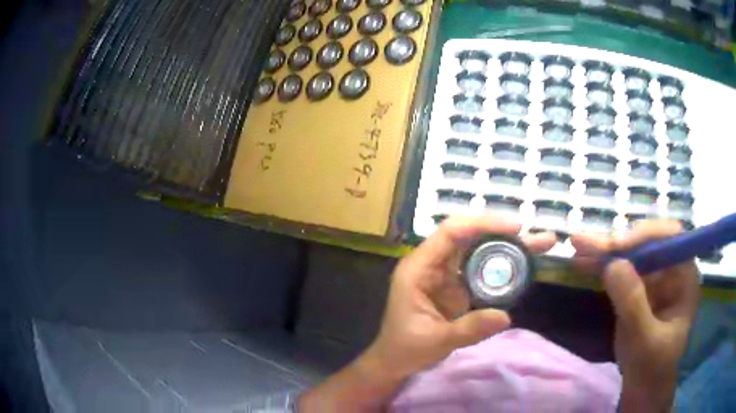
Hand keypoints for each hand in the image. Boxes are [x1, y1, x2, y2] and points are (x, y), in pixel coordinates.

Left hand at [365, 214, 556, 380]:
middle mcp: (433, 264)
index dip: (482, 225)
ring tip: (540, 245)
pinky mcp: (457, 287)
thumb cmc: (405, 349)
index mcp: (419, 268)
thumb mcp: (436, 341)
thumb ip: (469, 329)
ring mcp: (446, 274)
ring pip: (479, 251)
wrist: (395, 362)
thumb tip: (506, 316)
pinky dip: (503, 266)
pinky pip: (482, 270)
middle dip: (504, 234)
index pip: (451, 233)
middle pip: (470, 237)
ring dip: (508, 247)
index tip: (515, 228)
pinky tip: (525, 265)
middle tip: (537, 238)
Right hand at [572, 220, 700, 411]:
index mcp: (685, 277)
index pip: (670, 238)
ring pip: (632, 253)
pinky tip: (583, 262)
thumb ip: (632, 304)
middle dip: (618, 243)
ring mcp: (655, 279)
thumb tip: (613, 264)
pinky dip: (602, 266)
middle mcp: (672, 270)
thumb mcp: (643, 341)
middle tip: (586, 244)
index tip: (616, 248)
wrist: (643, 389)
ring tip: (578, 246)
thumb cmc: (651, 368)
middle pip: (647, 242)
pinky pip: (621, 270)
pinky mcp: (639, 289)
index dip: (645, 236)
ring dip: (606, 251)